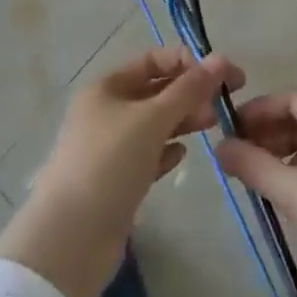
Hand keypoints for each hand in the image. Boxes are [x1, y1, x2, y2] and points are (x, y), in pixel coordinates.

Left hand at [0, 46, 243, 296]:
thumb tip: (221, 59)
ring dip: (182, 121)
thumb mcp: (152, 119)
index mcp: (106, 87)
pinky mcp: (116, 181)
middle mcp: (106, 111)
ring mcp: (109, 147)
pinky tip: (182, 156)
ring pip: (154, 124)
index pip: (152, 60)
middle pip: (154, 91)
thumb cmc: (110, 163)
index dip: (187, 62)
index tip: (224, 75)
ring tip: (213, 125)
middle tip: (225, 104)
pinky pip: (147, 156)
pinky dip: (166, 151)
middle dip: (190, 92)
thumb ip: (189, 90)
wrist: (71, 237)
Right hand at [216, 89, 296, 296]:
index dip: (260, 110)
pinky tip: (289, 195)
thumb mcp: (296, 193)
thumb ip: (254, 165)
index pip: (295, 98)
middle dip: (271, 134)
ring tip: (258, 177)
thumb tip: (219, 147)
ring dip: (287, 154)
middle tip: (239, 155)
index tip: (230, 129)